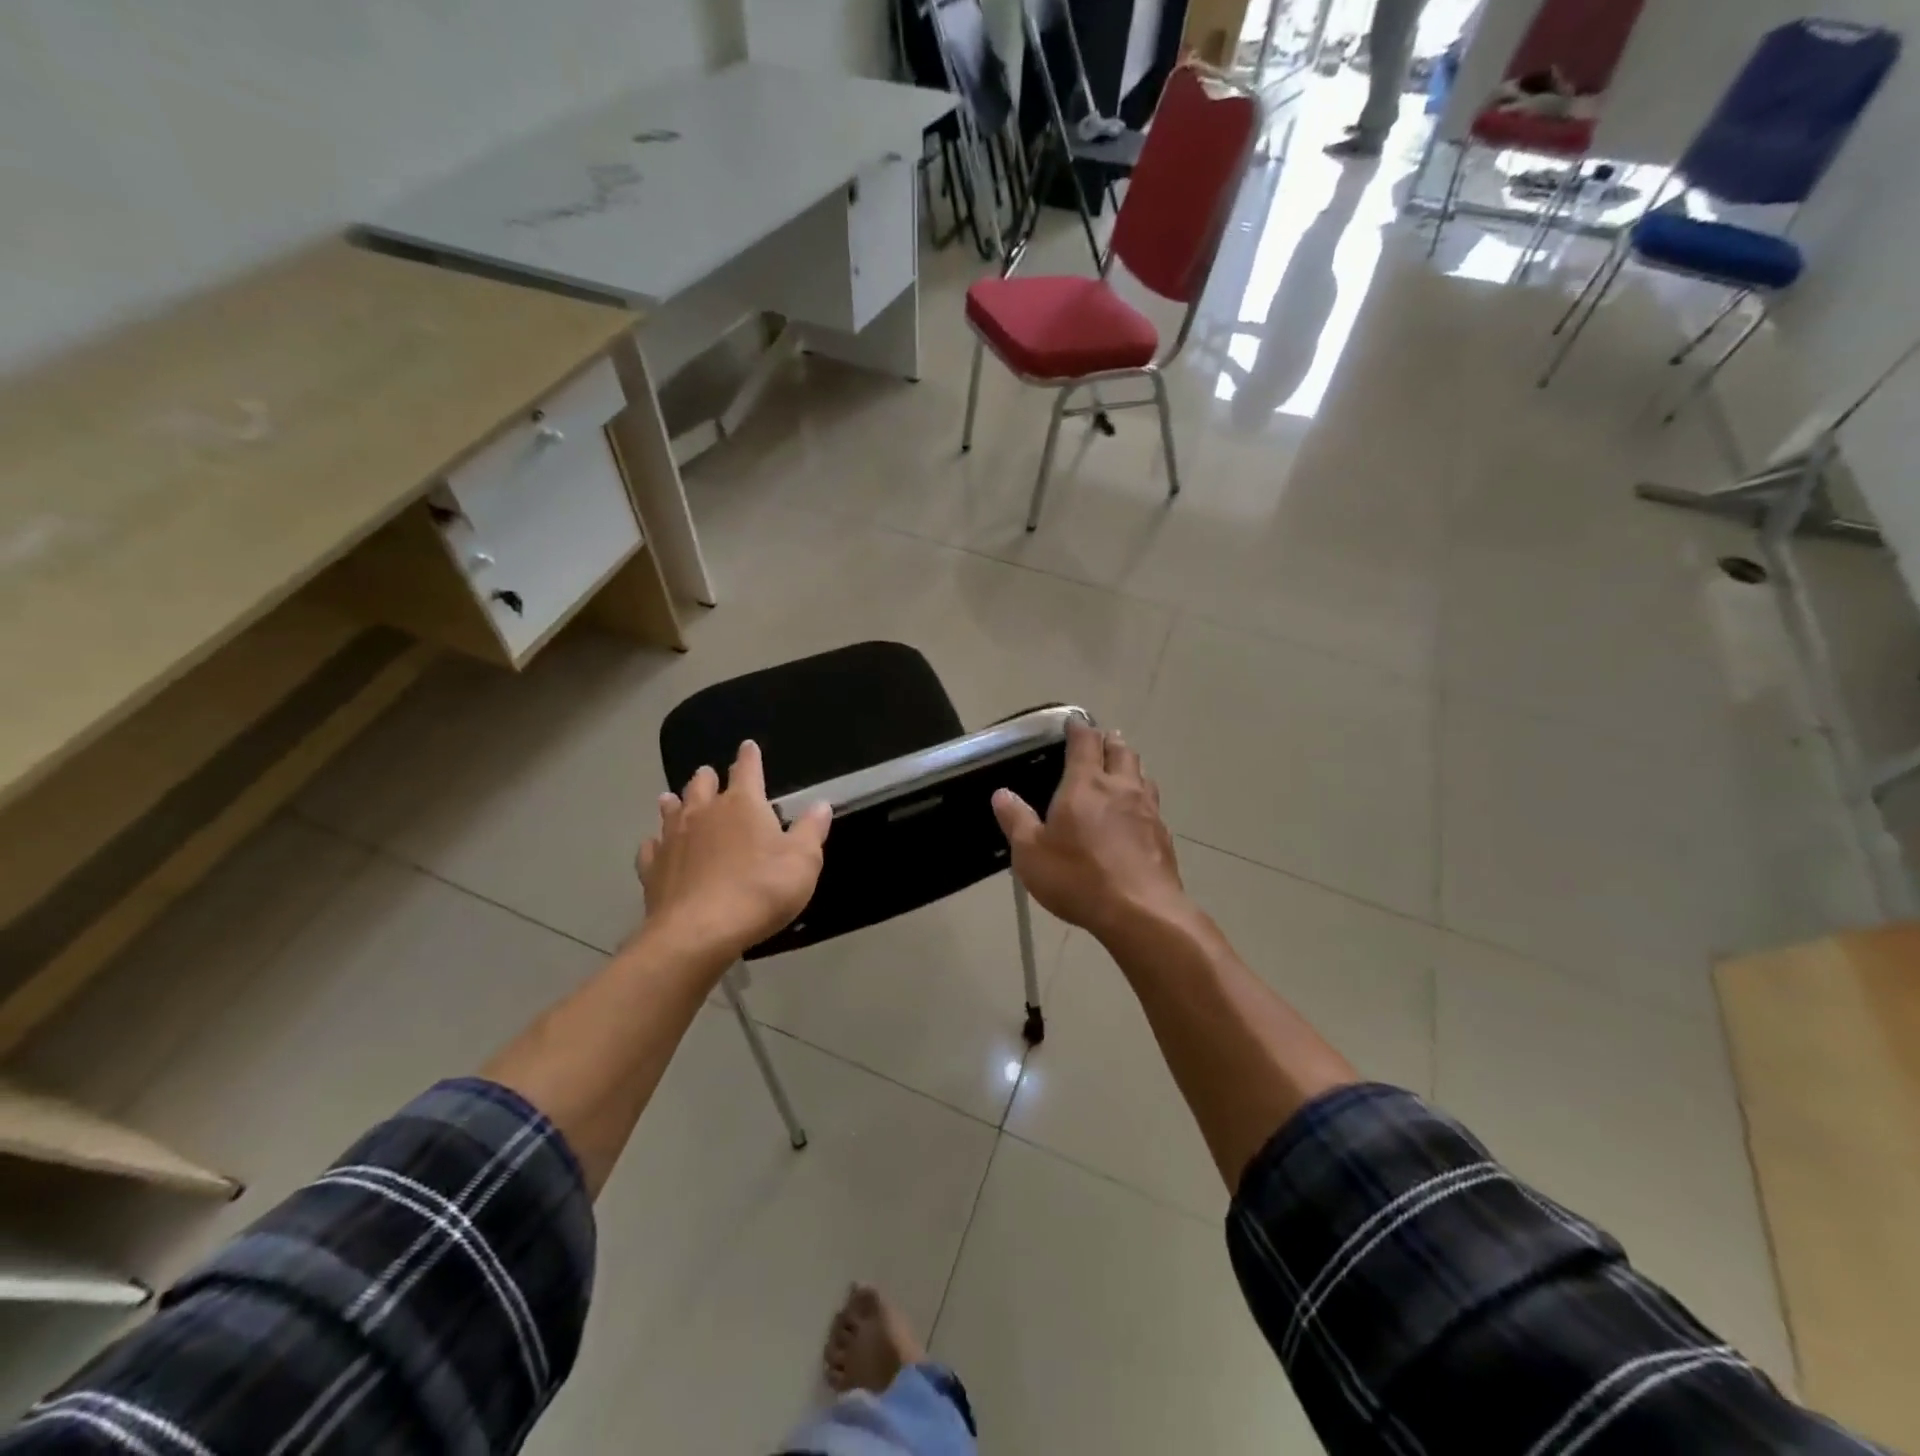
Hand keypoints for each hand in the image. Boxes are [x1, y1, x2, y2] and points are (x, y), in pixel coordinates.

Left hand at [637, 741, 832, 962]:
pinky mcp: (653, 869)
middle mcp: (704, 813)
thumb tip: (821, 804)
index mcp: (743, 805)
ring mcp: (673, 839)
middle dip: (708, 778)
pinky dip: (655, 843)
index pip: (747, 770)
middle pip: (703, 786)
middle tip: (708, 773)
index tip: (748, 746)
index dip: (749, 757)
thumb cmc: (760, 890)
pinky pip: (650, 848)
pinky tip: (654, 846)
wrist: (699, 931)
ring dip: (675, 802)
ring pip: (671, 811)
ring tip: (673, 798)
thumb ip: (811, 830)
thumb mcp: (803, 861)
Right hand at [992, 722, 1188, 940]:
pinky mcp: (1163, 835)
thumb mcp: (1031, 853)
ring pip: (1142, 775)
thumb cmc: (1078, 877)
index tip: (1073, 723)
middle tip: (1099, 742)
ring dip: (1129, 766)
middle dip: (1109, 741)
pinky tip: (1135, 815)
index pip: (1085, 742)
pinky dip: (1141, 799)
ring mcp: (1148, 810)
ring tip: (1119, 772)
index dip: (1078, 728)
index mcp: (1086, 784)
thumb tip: (1002, 793)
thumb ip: (1016, 820)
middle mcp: (1121, 787)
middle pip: (1120, 750)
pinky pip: (1152, 805)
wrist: (1141, 912)